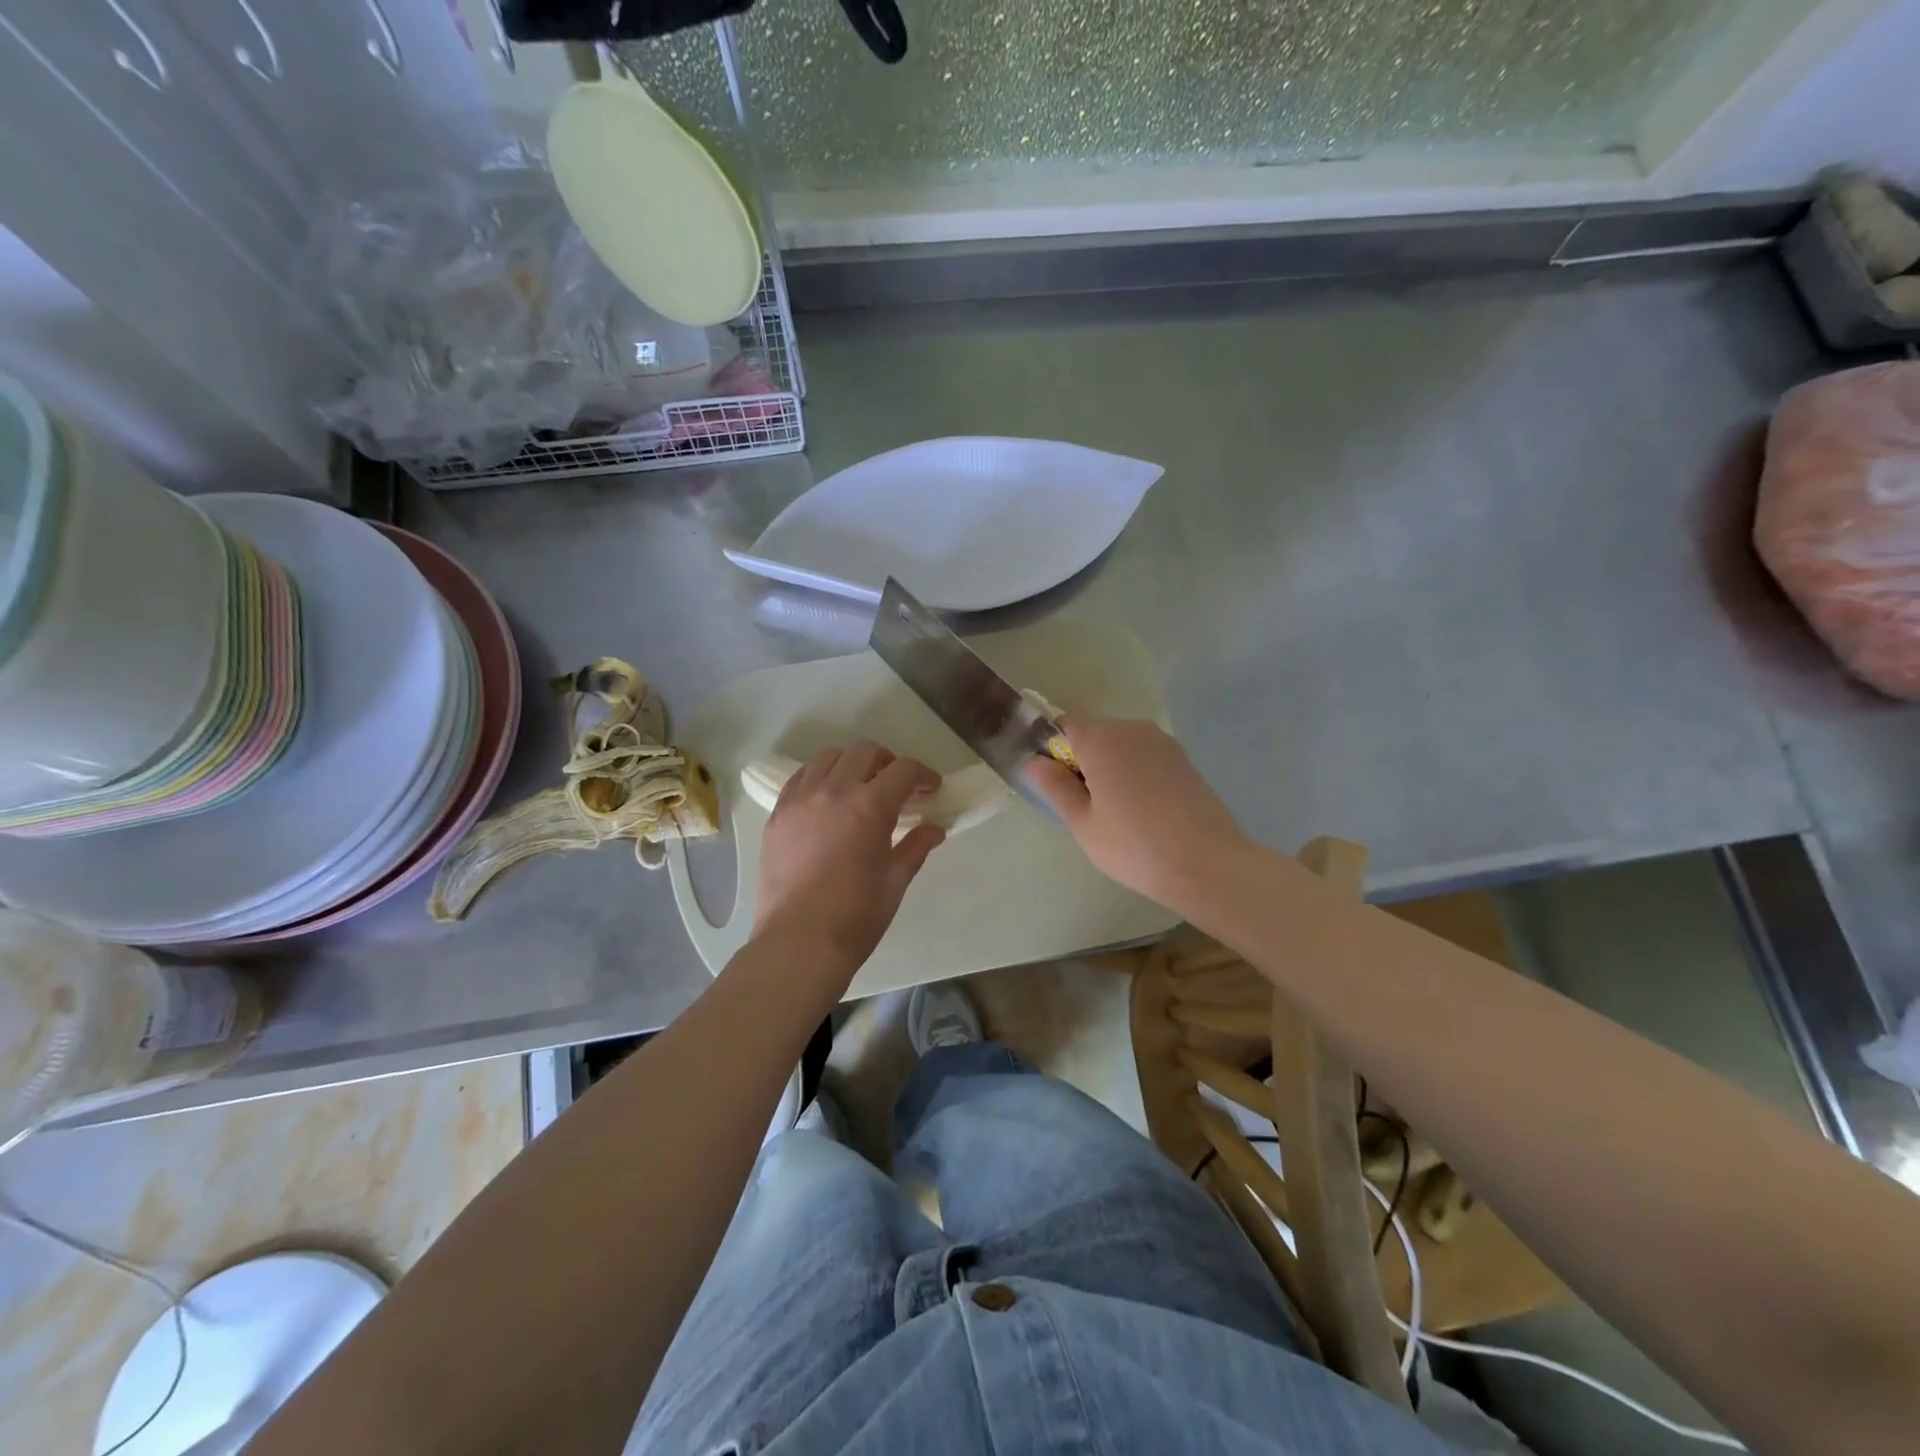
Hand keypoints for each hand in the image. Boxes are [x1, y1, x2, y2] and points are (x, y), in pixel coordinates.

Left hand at [751, 740, 945, 975]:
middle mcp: (833, 791)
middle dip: (887, 762)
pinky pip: (800, 778)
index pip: (903, 769)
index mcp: (870, 806)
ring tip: (858, 787)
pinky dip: (819, 778)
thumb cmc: (856, 916)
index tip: (930, 788)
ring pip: (828, 758)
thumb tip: (934, 829)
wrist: (799, 943)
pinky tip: (826, 800)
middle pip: (864, 751)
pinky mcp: (778, 814)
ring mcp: (800, 800)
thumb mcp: (895, 881)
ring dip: (851, 764)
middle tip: (896, 786)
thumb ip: (916, 847)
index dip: (922, 774)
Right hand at [1026, 717, 1251, 915]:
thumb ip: (1055, 786)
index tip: (1059, 787)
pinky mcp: (1183, 758)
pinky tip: (1145, 810)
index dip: (1054, 752)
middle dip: (1084, 761)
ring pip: (1121, 746)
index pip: (1063, 727)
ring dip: (1111, 768)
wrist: (1206, 863)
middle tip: (1088, 808)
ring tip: (1119, 813)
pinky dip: (1136, 774)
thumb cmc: (1133, 846)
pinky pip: (1145, 757)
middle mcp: (1131, 728)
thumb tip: (1035, 761)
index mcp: (1100, 738)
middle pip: (1094, 734)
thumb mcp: (1082, 823)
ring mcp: (1162, 741)